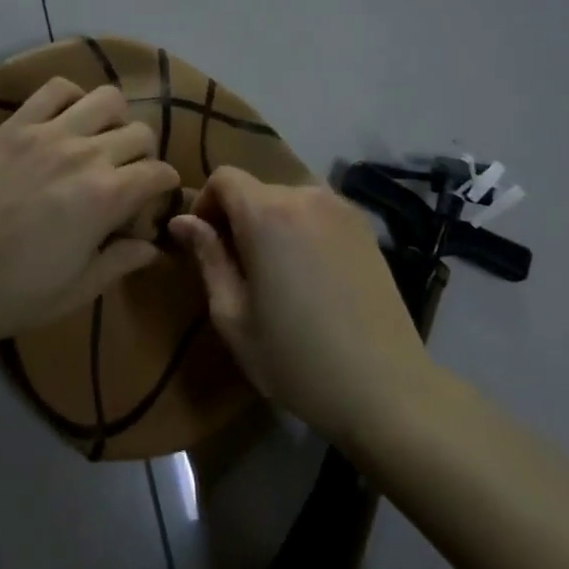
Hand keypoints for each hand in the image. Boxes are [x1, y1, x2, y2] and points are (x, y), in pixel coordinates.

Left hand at [0, 77, 179, 348]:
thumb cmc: (14, 292)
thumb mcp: (77, 289)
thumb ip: (120, 261)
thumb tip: (152, 247)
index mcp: (107, 197)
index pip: (159, 172)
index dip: (163, 187)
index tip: (151, 201)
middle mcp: (86, 155)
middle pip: (140, 132)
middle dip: (142, 154)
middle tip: (123, 175)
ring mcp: (49, 133)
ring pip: (107, 98)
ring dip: (113, 118)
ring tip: (97, 140)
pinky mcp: (16, 125)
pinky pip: (55, 88)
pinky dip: (70, 97)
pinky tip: (64, 120)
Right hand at [169, 166, 431, 443]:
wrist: (386, 389)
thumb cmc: (296, 359)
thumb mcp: (234, 316)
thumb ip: (208, 258)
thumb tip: (182, 221)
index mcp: (266, 213)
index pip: (224, 178)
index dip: (205, 204)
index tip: (204, 244)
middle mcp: (305, 196)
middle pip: (256, 189)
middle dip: (237, 217)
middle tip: (236, 267)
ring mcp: (341, 208)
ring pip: (288, 199)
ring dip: (270, 222)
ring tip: (275, 272)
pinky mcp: (365, 227)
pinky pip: (318, 212)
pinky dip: (301, 228)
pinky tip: (309, 275)